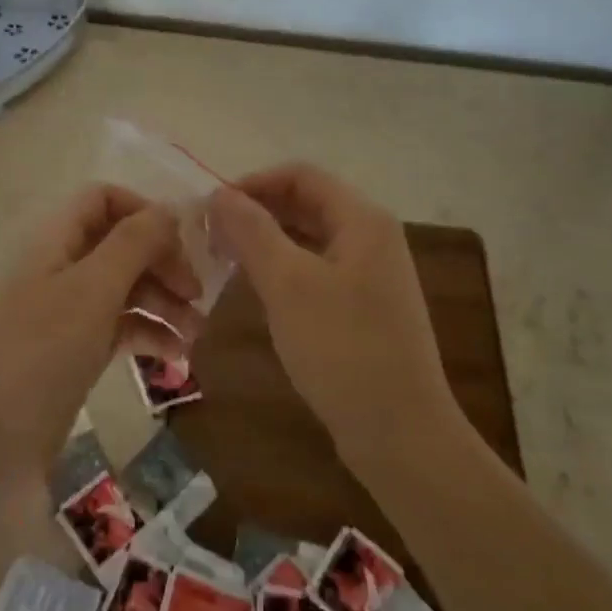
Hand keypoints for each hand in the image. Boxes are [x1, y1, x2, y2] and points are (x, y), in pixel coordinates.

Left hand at [0, 184, 200, 476]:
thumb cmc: (43, 353)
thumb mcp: (93, 290)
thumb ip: (133, 243)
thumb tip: (169, 209)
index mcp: (55, 240)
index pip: (102, 199)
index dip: (143, 211)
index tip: (182, 242)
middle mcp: (60, 267)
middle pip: (120, 244)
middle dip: (162, 262)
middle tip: (199, 294)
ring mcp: (66, 311)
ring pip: (124, 287)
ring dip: (163, 301)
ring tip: (198, 332)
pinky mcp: (74, 351)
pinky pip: (119, 326)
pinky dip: (148, 333)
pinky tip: (177, 355)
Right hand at [210, 163, 457, 470]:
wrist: (401, 434)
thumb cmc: (343, 349)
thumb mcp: (288, 284)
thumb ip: (252, 231)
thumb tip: (219, 194)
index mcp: (362, 220)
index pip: (301, 175)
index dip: (253, 182)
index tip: (212, 206)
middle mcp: (372, 238)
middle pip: (307, 204)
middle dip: (257, 211)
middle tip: (211, 234)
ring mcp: (371, 275)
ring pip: (310, 239)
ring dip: (267, 241)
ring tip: (224, 259)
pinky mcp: (365, 308)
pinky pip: (318, 270)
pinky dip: (284, 269)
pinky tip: (256, 289)